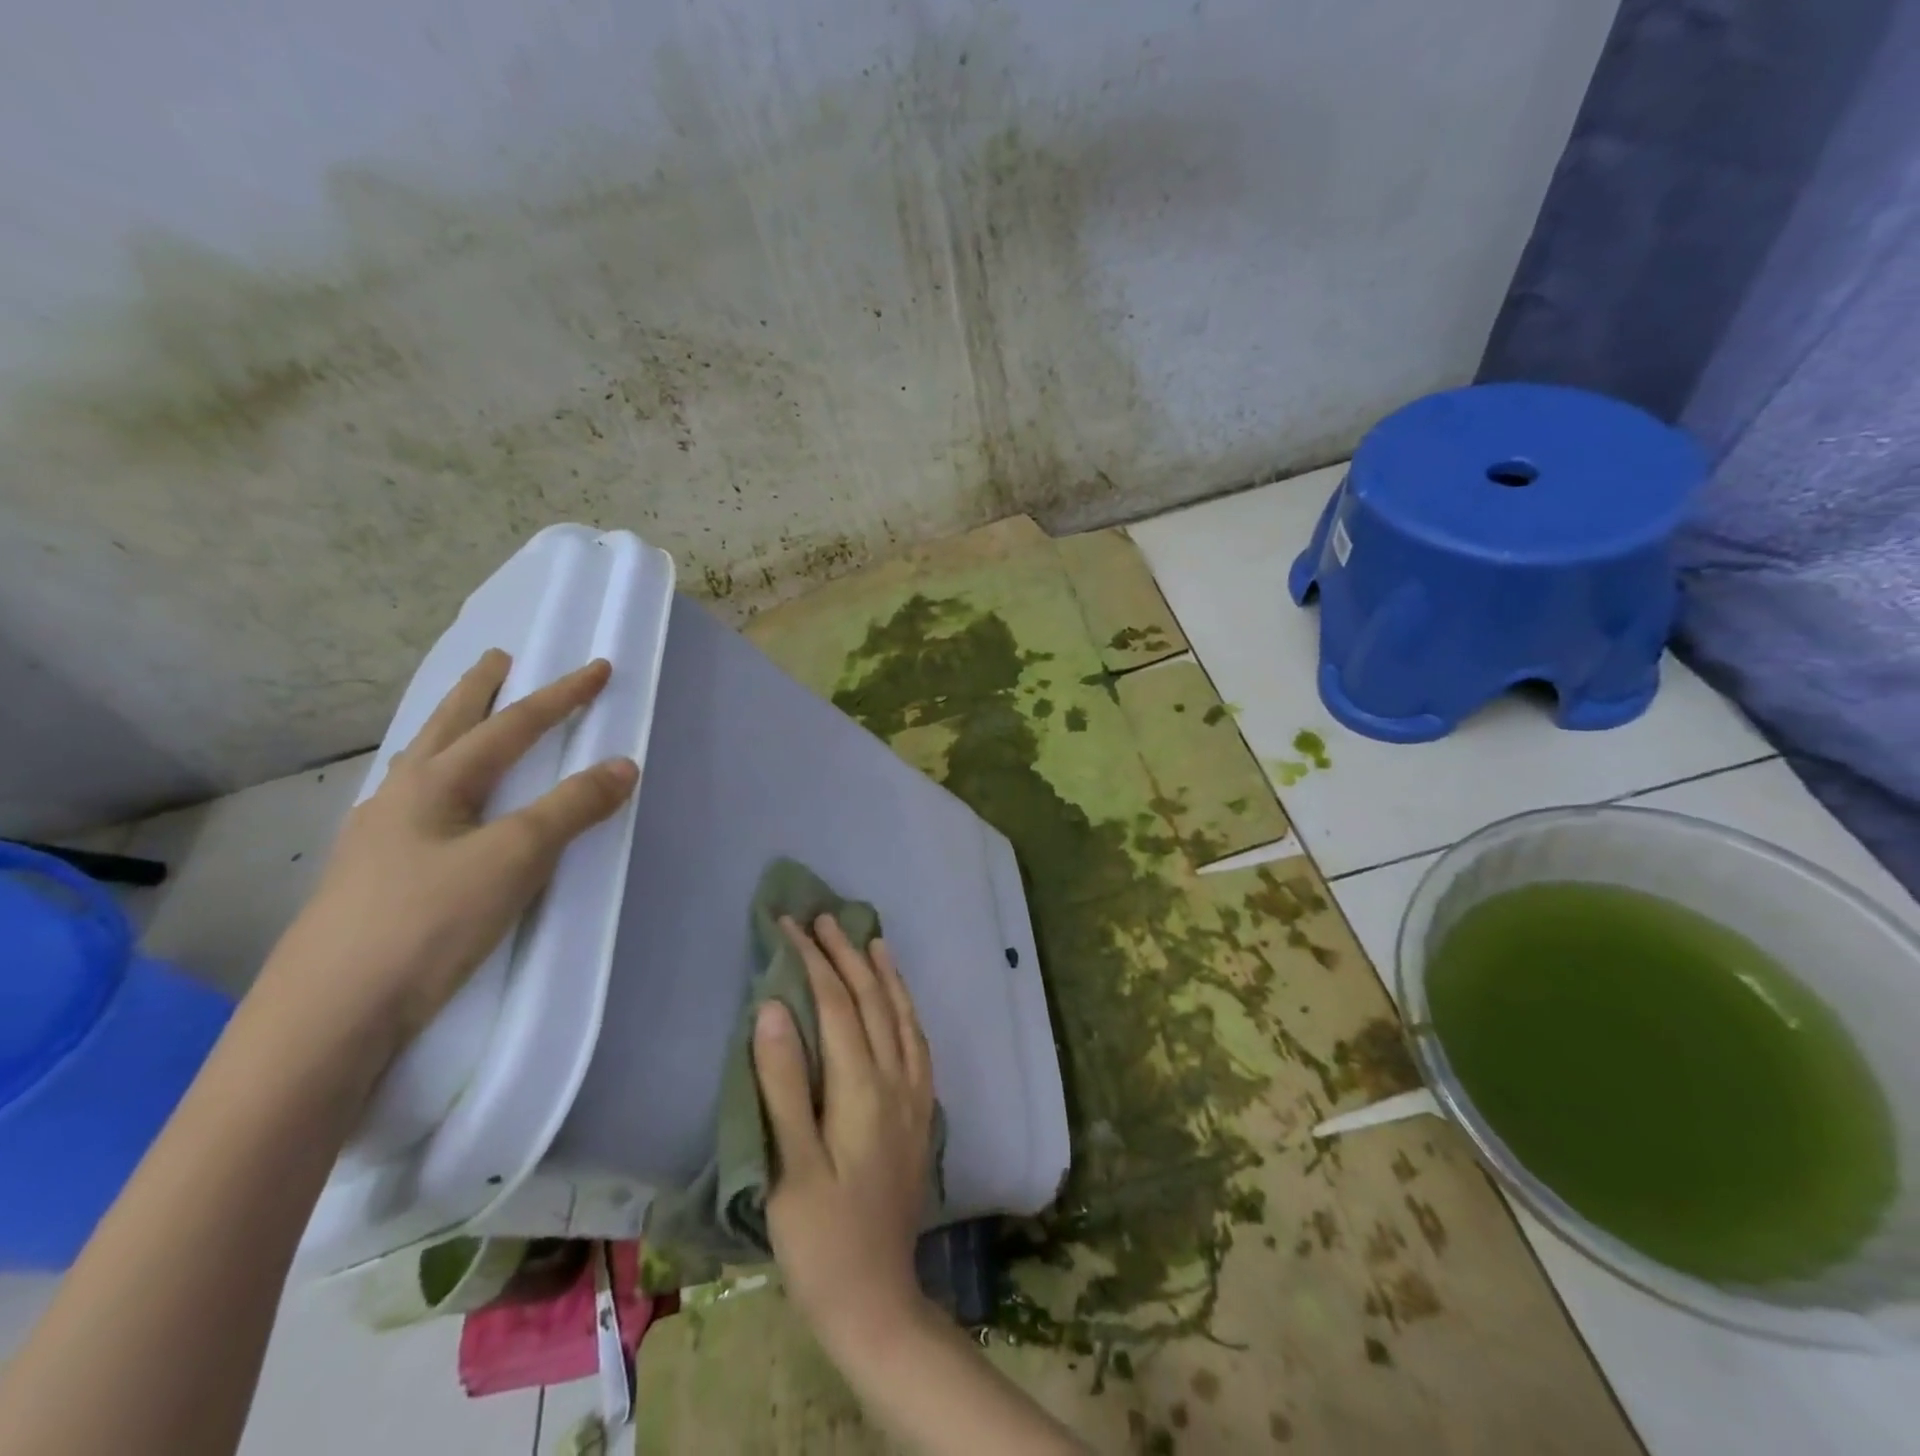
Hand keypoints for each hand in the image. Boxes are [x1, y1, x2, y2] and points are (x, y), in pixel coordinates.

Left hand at [257, 649, 638, 1077]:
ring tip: (466, 723)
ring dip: (451, 734)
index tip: (598, 668)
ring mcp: (377, 840)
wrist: (330, 1017)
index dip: (560, 696)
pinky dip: (437, 783)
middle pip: (446, 729)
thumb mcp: (515, 857)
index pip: (511, 726)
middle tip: (497, 659)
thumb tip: (623, 764)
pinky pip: (414, 806)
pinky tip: (436, 809)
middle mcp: (399, 799)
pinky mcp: (372, 878)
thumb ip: (571, 808)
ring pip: (421, 767)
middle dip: (478, 692)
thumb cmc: (429, 922)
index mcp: (434, 783)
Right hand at [755, 914, 936, 1359]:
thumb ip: (783, 1085)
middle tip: (823, 918)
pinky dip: (906, 1007)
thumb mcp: (789, 1168)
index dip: (814, 960)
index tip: (789, 925)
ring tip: (870, 939)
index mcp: (862, 1088)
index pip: (836, 1004)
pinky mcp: (922, 1112)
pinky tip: (900, 1001)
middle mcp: (896, 1079)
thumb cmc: (821, 1240)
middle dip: (846, 954)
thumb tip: (772, 1007)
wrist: (879, 1299)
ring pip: (902, 1014)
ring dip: (884, 973)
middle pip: (872, 1000)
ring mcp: (915, 1094)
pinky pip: (918, 1040)